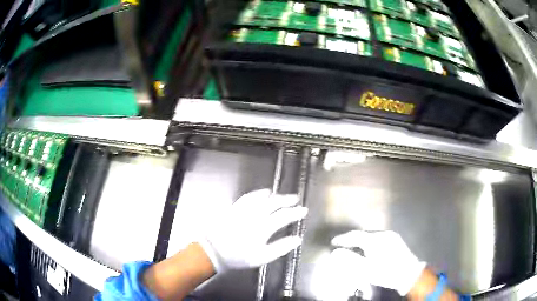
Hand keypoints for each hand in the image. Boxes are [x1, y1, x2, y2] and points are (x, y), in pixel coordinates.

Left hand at [197, 189, 307, 272]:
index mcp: (263, 227)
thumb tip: (297, 239)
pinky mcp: (235, 208)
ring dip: (273, 195)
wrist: (213, 250)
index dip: (296, 212)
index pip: (284, 216)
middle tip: (295, 198)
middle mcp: (255, 214)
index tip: (304, 210)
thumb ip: (281, 247)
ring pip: (262, 198)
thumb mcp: (262, 257)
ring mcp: (244, 210)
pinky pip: (248, 196)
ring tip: (280, 195)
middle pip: (274, 203)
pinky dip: (257, 193)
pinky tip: (261, 193)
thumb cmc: (239, 256)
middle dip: (287, 200)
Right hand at [331, 230, 425, 295]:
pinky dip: (370, 242)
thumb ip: (350, 260)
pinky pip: (378, 237)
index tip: (333, 242)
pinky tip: (369, 250)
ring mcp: (391, 235)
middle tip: (343, 247)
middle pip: (363, 234)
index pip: (355, 236)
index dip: (343, 239)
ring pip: (371, 235)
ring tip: (355, 249)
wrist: (409, 274)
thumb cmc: (386, 273)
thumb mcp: (366, 270)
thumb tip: (335, 252)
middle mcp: (383, 234)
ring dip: (361, 241)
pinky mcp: (396, 239)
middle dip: (352, 240)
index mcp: (375, 240)